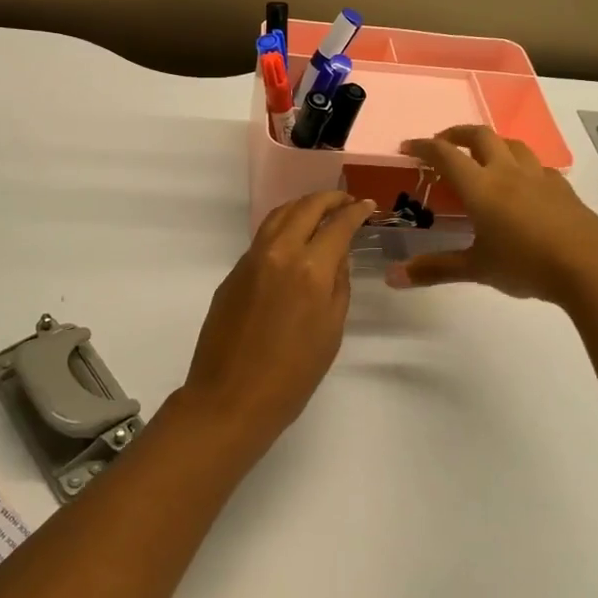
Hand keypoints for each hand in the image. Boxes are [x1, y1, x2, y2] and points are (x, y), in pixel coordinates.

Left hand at [178, 191, 374, 448]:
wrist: (231, 398)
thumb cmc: (292, 375)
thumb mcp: (331, 330)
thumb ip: (338, 284)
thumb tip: (337, 255)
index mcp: (310, 269)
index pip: (338, 225)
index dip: (355, 211)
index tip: (367, 205)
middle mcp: (279, 253)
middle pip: (305, 208)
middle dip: (329, 199)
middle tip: (346, 201)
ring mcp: (250, 260)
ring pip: (278, 215)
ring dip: (302, 206)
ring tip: (320, 211)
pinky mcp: (233, 273)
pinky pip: (262, 237)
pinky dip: (282, 226)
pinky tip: (292, 239)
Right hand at [387, 125, 597, 306]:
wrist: (590, 266)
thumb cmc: (525, 264)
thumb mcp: (476, 269)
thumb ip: (435, 269)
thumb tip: (392, 278)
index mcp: (480, 186)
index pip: (445, 154)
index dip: (423, 146)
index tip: (408, 147)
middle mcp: (507, 172)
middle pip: (480, 135)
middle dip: (457, 133)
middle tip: (443, 143)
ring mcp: (538, 177)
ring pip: (511, 144)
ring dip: (491, 143)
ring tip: (481, 156)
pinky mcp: (561, 187)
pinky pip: (536, 165)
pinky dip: (520, 164)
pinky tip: (521, 182)